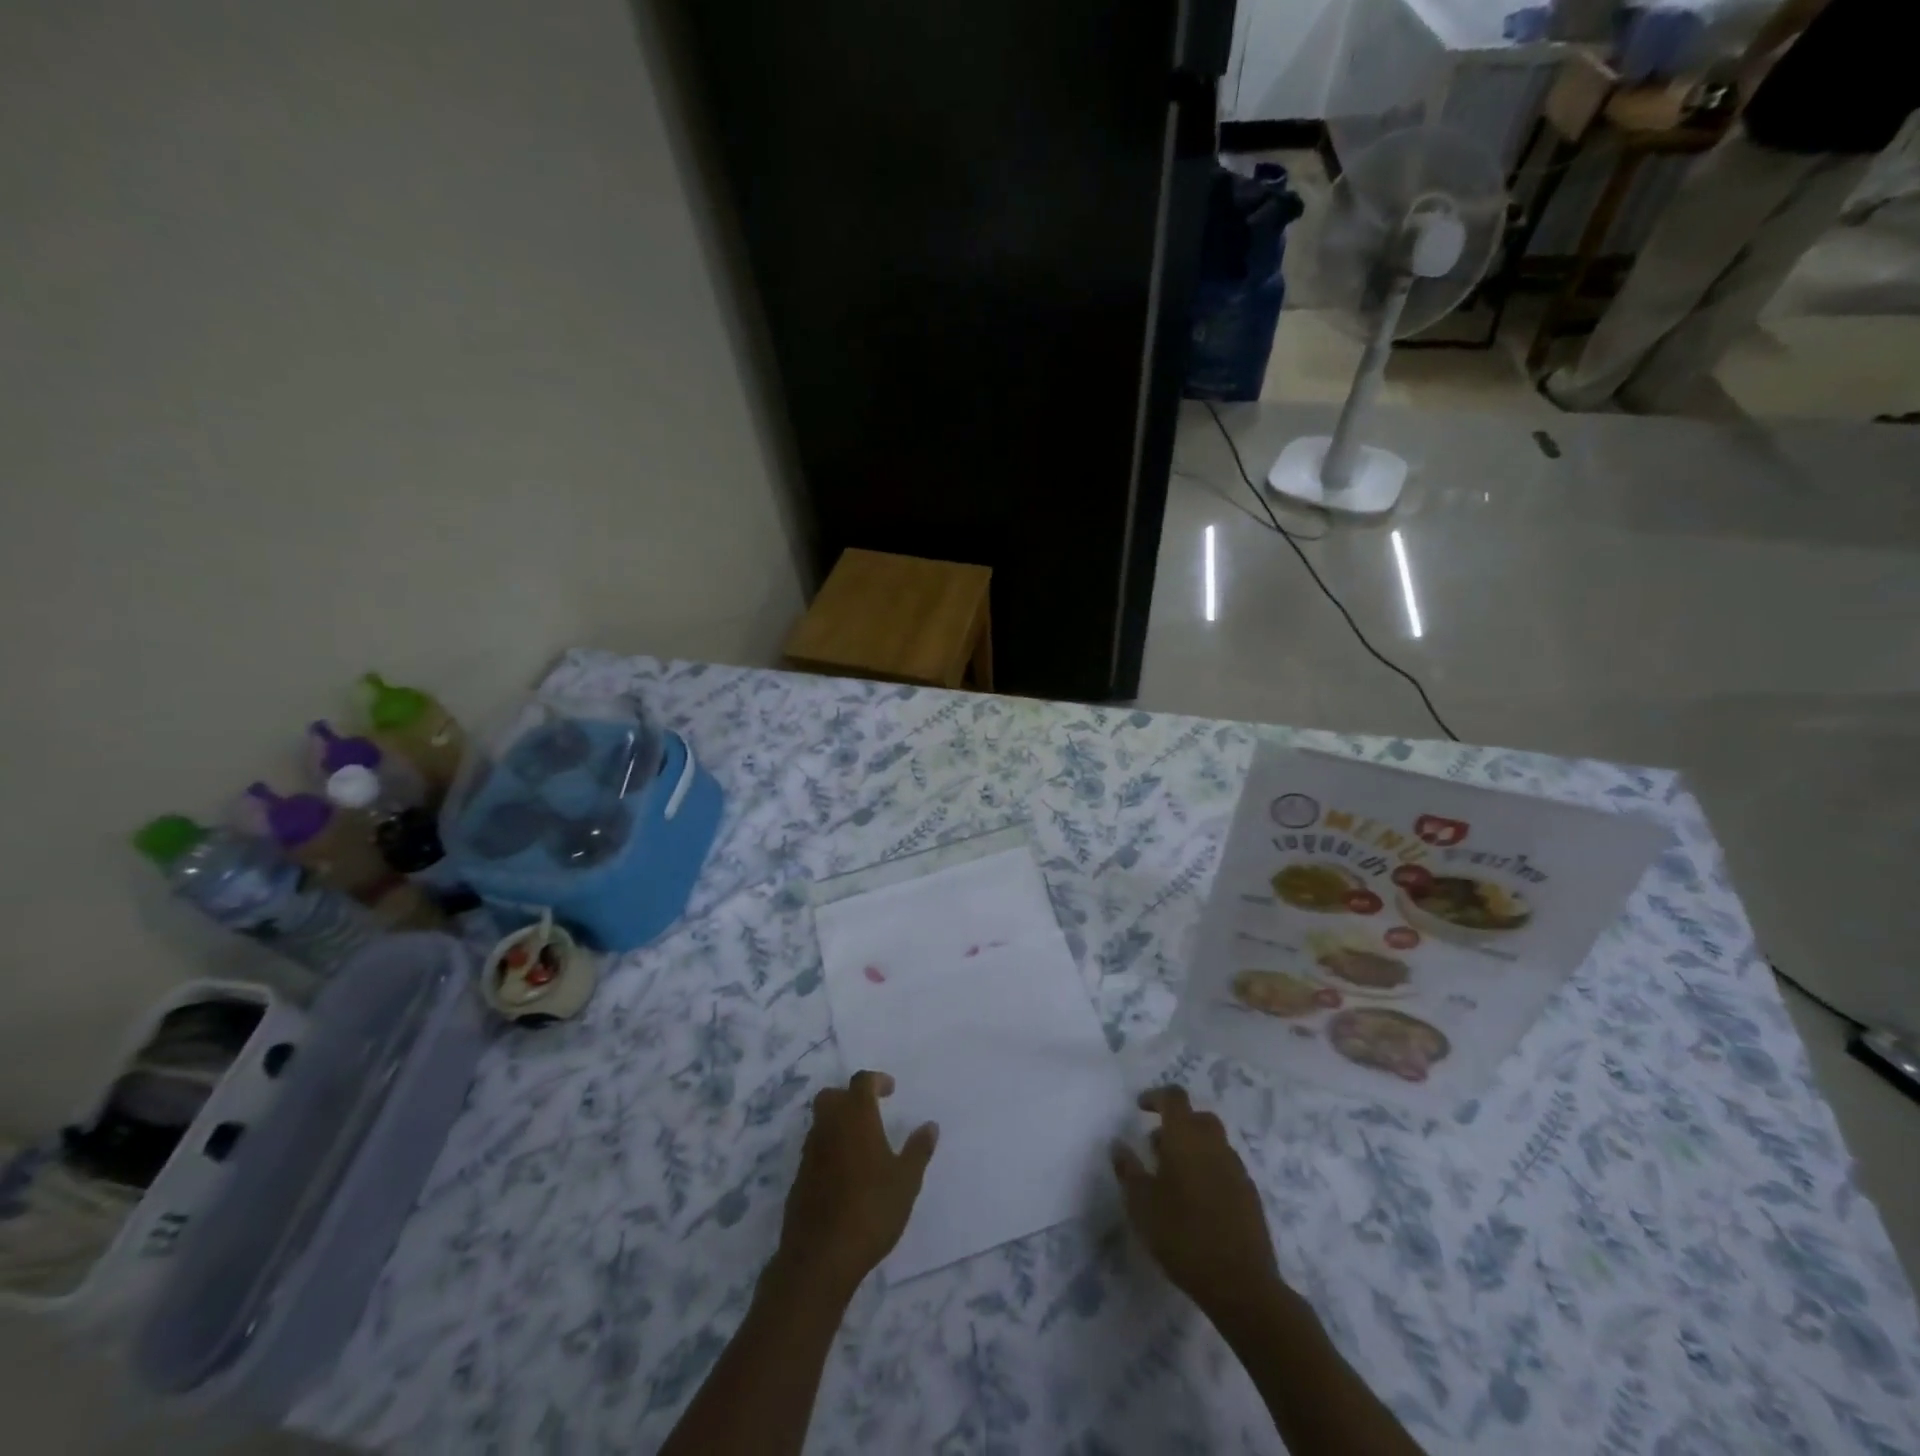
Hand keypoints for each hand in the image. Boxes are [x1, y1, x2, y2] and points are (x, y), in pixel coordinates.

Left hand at [773, 1070, 936, 1303]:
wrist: (820, 1257)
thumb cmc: (870, 1210)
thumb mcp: (906, 1181)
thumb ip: (918, 1150)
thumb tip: (930, 1125)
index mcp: (855, 1117)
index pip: (861, 1082)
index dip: (876, 1080)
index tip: (890, 1090)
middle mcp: (828, 1127)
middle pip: (832, 1096)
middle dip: (850, 1097)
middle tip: (870, 1111)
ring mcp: (809, 1153)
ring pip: (821, 1123)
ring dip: (838, 1123)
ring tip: (861, 1145)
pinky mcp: (799, 1179)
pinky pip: (815, 1150)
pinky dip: (829, 1150)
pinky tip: (845, 1175)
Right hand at [1112, 1086, 1282, 1321]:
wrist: (1241, 1283)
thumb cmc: (1182, 1235)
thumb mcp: (1141, 1203)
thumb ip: (1127, 1169)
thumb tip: (1118, 1144)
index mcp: (1186, 1137)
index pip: (1174, 1097)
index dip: (1156, 1097)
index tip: (1140, 1108)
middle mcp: (1214, 1144)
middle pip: (1198, 1118)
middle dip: (1177, 1124)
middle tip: (1156, 1147)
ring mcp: (1236, 1169)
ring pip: (1214, 1143)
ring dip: (1194, 1149)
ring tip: (1174, 1178)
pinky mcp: (1250, 1196)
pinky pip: (1226, 1168)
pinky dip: (1210, 1171)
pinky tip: (1198, 1201)